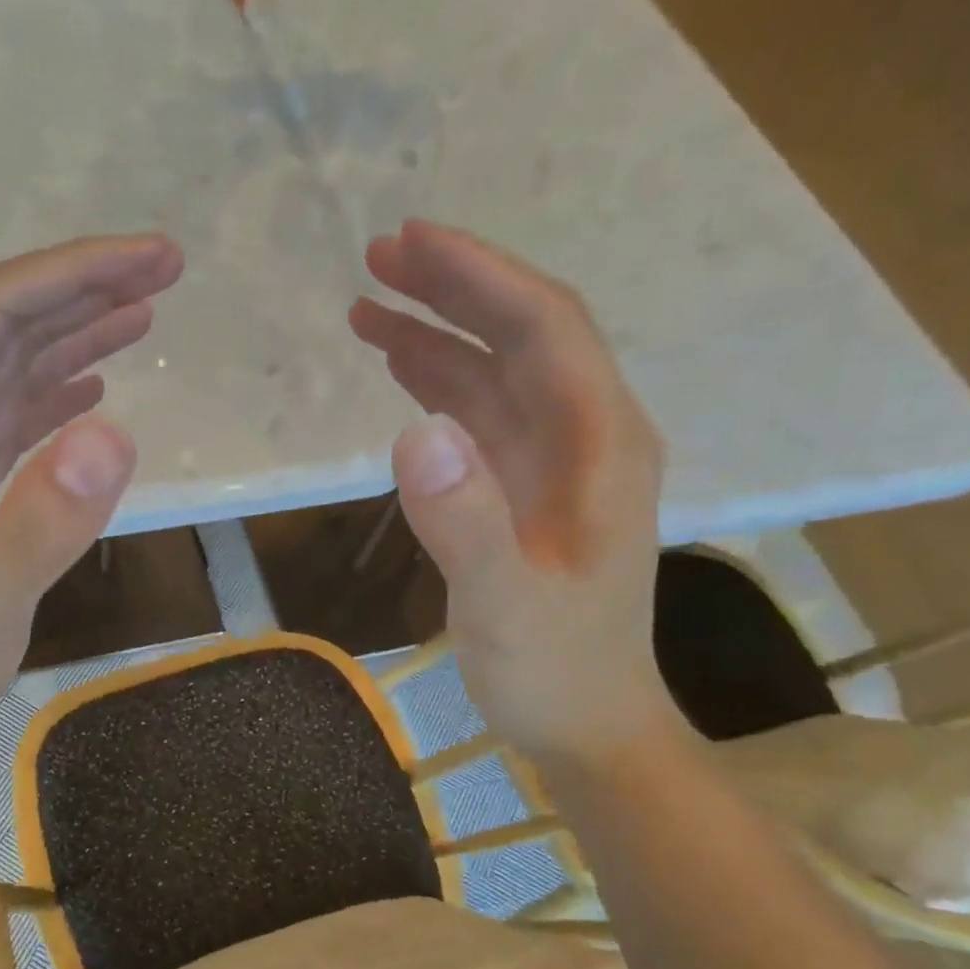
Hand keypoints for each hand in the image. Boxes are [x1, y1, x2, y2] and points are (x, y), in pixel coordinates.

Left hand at [0, 235, 184, 768]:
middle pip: (1, 324)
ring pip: (9, 366)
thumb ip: (42, 522)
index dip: (72, 274)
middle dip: (82, 288)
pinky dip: (56, 392)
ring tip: (145, 314)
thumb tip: (114, 434)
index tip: (150, 261)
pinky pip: (10, 416)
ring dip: (75, 334)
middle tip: (166, 270)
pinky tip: (96, 389)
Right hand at [350, 220, 674, 762]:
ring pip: (496, 374)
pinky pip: (480, 419)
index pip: (545, 329)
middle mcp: (584, 438)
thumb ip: (465, 522)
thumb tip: (414, 432)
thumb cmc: (554, 671)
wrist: (586, 725)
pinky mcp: (522, 493)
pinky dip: (438, 387)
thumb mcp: (506, 606)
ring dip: (437, 334)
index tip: (411, 243)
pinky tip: (399, 374)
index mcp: (600, 447)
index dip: (481, 277)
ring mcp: (552, 466)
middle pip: (523, 335)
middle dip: (454, 289)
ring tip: (369, 305)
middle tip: (377, 258)